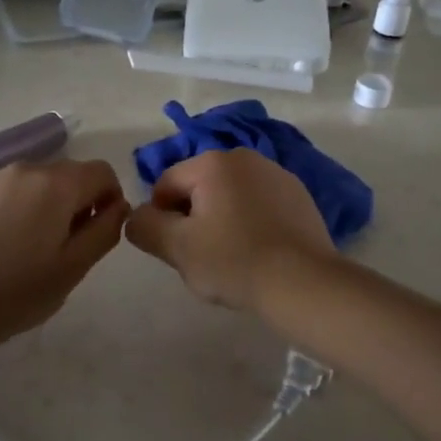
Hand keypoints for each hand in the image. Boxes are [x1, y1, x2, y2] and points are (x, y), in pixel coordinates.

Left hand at [0, 158, 128, 344]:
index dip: (110, 198)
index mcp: (56, 184)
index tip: (98, 232)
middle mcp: (26, 168)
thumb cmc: (16, 292)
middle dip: (79, 202)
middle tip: (67, 247)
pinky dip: (20, 208)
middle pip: (70, 174)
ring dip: (48, 205)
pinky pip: (11, 191)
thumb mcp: (74, 268)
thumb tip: (118, 206)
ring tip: (33, 249)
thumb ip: (105, 230)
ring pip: (38, 182)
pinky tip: (4, 245)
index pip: (102, 171)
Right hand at [126, 149, 335, 316]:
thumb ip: (145, 227)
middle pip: (199, 188)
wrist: (304, 283)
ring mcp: (277, 174)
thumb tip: (137, 216)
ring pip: (230, 196)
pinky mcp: (299, 195)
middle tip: (203, 257)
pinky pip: (259, 205)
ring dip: (222, 220)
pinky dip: (251, 222)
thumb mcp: (177, 248)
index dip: (161, 219)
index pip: (166, 184)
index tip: (175, 250)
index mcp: (212, 162)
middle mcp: (245, 157)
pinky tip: (259, 252)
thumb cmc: (234, 262)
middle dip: (193, 219)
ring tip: (233, 257)